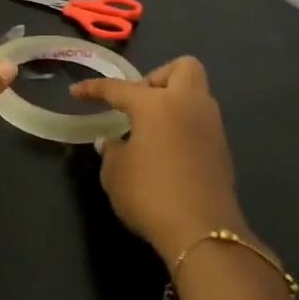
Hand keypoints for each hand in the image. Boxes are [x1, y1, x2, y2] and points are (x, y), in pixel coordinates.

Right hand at [69, 57, 252, 263]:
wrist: (202, 232)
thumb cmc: (150, 194)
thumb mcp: (115, 173)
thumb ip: (111, 150)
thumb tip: (111, 142)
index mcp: (156, 104)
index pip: (119, 88)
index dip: (94, 89)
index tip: (76, 93)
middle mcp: (188, 105)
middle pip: (183, 68)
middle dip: (157, 77)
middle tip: (136, 103)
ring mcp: (211, 126)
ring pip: (196, 95)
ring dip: (173, 102)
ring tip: (148, 128)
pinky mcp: (222, 150)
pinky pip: (200, 121)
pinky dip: (183, 126)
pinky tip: (165, 149)